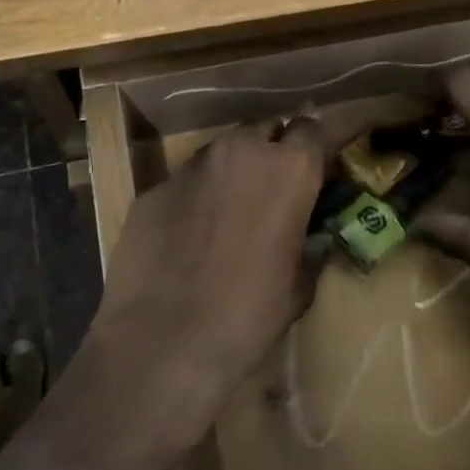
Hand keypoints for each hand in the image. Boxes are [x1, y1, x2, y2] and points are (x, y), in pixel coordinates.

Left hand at [81, 118, 328, 444]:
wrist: (164, 341)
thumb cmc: (248, 315)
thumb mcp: (299, 285)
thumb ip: (311, 248)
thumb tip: (314, 239)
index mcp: (289, 169)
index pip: (312, 128)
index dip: (314, 146)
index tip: (316, 167)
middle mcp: (241, 151)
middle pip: (264, 130)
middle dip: (271, 150)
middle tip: (273, 187)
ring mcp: (191, 166)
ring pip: (221, 151)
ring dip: (232, 170)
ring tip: (229, 211)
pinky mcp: (153, 189)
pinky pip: (184, 181)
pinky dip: (194, 197)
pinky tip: (187, 235)